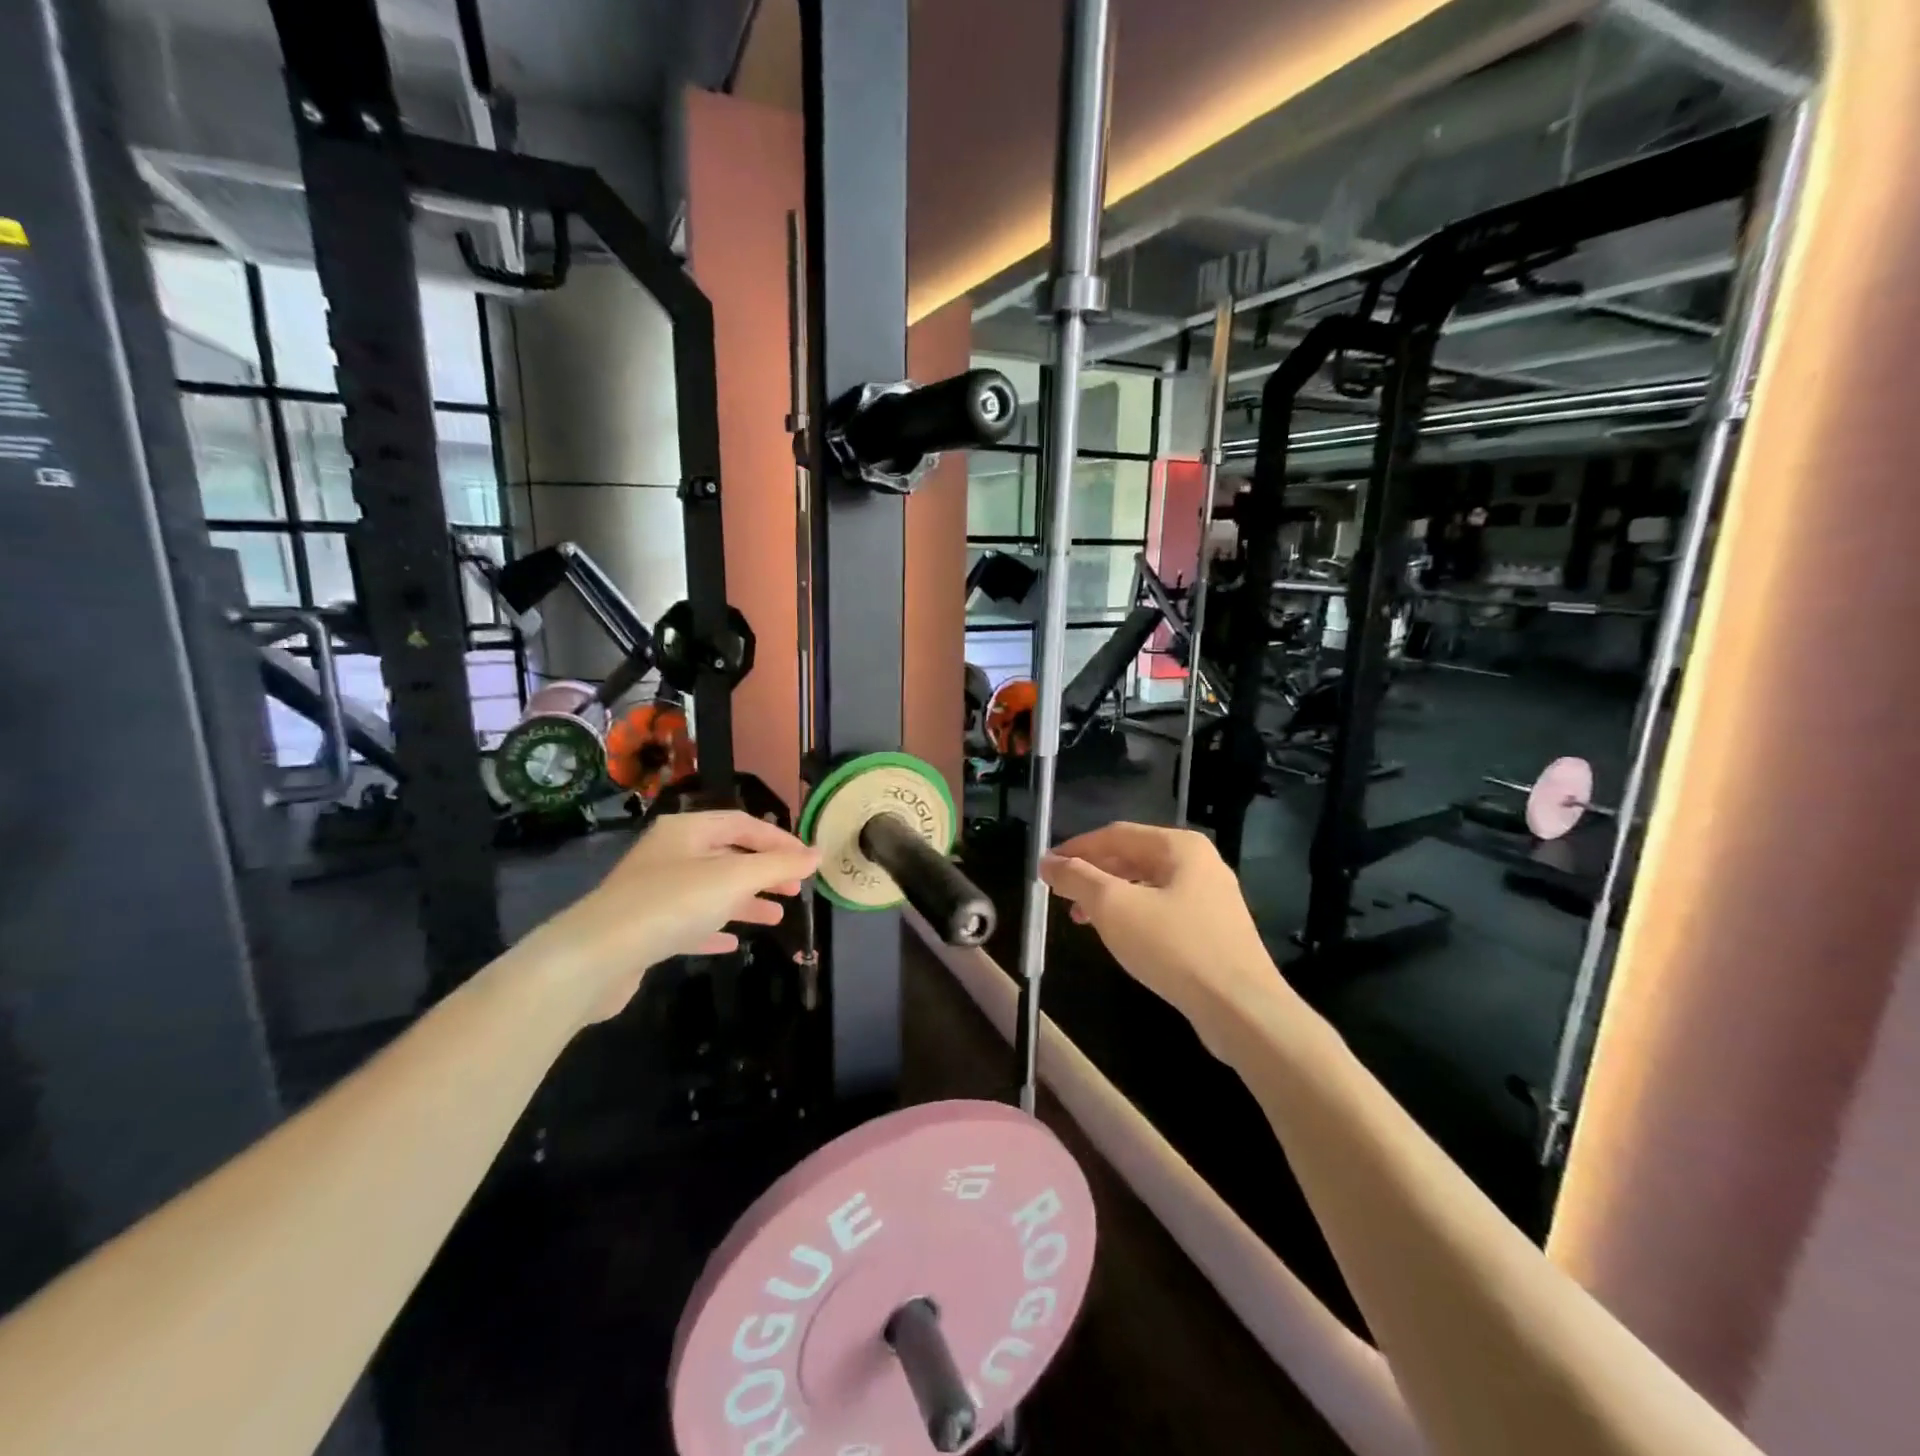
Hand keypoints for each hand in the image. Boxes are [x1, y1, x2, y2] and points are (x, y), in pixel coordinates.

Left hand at [525, 810, 817, 1023]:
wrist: (594, 958)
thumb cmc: (670, 904)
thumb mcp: (733, 879)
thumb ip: (777, 866)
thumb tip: (817, 853)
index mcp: (685, 830)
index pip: (741, 824)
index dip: (778, 840)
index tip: (807, 861)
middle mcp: (668, 854)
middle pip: (726, 855)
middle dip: (763, 872)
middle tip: (795, 890)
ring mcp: (653, 892)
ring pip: (710, 890)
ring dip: (745, 902)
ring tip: (776, 918)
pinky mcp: (644, 929)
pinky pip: (688, 922)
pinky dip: (714, 927)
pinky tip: (732, 943)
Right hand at [1040, 823, 1295, 1043]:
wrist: (1241, 1009)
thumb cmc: (1174, 947)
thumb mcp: (1114, 907)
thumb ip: (1077, 878)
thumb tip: (1048, 862)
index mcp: (1180, 846)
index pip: (1115, 834)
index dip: (1076, 848)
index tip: (1046, 867)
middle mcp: (1200, 863)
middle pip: (1133, 857)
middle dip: (1092, 874)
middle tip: (1060, 894)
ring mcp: (1212, 898)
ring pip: (1147, 886)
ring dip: (1110, 897)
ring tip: (1081, 919)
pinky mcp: (1215, 931)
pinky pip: (1163, 910)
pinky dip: (1133, 916)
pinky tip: (1118, 936)